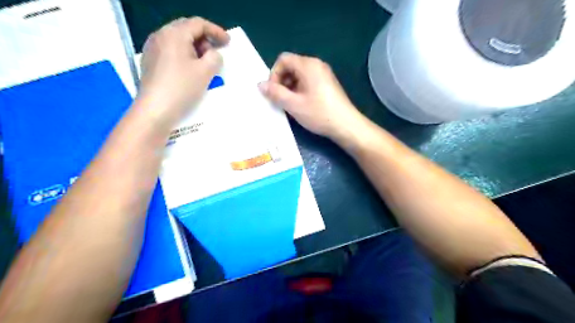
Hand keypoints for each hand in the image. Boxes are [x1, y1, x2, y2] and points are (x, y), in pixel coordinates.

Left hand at [138, 17, 229, 126]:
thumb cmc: (182, 88)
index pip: (198, 24)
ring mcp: (152, 49)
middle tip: (216, 53)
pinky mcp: (150, 62)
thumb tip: (213, 54)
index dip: (216, 31)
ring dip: (195, 49)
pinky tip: (190, 71)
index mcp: (174, 34)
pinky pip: (171, 51)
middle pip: (186, 29)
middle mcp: (160, 36)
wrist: (155, 110)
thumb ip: (215, 58)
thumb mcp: (205, 72)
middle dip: (205, 39)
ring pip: (178, 41)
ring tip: (204, 64)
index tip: (228, 42)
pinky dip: (184, 56)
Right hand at [259, 53, 364, 140]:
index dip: (274, 74)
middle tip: (280, 100)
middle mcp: (316, 65)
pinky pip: (308, 81)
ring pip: (299, 75)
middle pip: (291, 66)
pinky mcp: (327, 84)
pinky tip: (301, 105)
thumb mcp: (293, 104)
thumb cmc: (319, 114)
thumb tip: (260, 85)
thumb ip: (275, 93)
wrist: (346, 125)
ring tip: (290, 104)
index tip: (273, 92)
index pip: (283, 59)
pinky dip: (300, 90)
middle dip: (281, 81)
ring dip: (290, 87)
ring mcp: (324, 74)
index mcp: (308, 65)